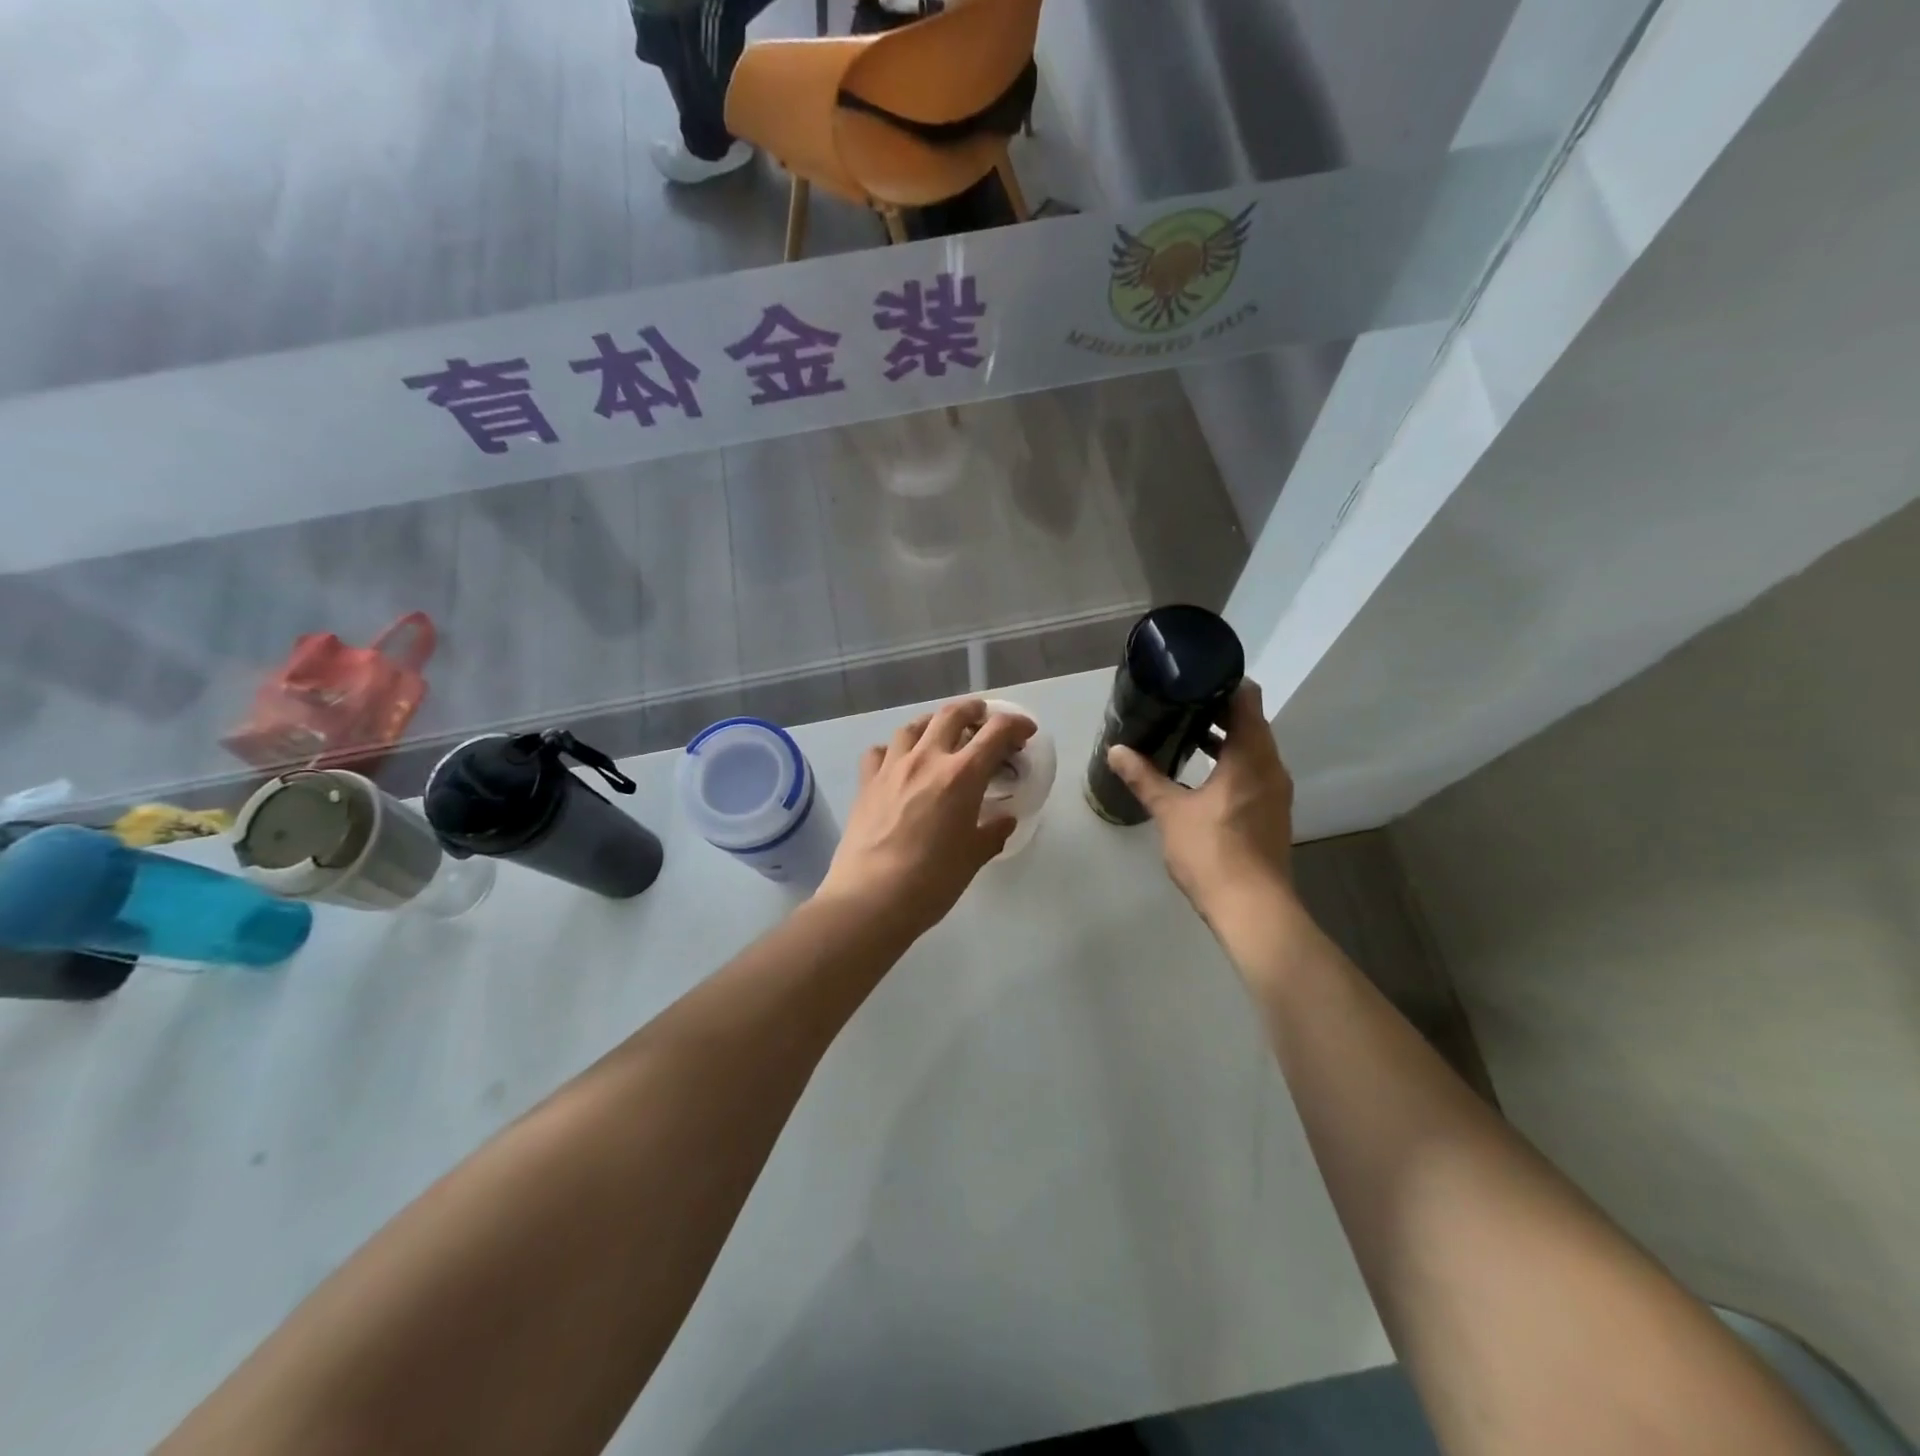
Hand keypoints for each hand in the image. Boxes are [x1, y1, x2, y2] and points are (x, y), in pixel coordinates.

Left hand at [818, 699, 1037, 941]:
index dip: (1016, 724)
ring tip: (941, 734)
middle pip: (952, 714)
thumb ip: (992, 832)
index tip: (1026, 731)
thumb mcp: (973, 857)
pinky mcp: (866, 782)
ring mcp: (892, 767)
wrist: (870, 898)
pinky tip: (899, 762)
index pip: (996, 732)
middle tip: (984, 719)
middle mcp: (927, 759)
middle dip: (974, 710)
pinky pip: (881, 751)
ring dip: (933, 723)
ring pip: (914, 726)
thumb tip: (1004, 819)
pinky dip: (894, 749)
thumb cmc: (931, 881)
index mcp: (962, 775)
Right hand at [1106, 683, 1296, 932]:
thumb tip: (1116, 750)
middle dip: (1216, 710)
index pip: (1246, 698)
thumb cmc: (1212, 852)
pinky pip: (1253, 771)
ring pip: (1252, 748)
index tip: (1192, 677)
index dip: (1222, 682)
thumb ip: (1144, 777)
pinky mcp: (1271, 812)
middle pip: (1250, 721)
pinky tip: (1200, 774)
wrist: (1252, 908)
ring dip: (1223, 738)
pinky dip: (1230, 762)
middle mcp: (1271, 766)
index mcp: (1251, 756)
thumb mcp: (1171, 812)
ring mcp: (1275, 791)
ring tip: (1183, 733)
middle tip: (1177, 703)